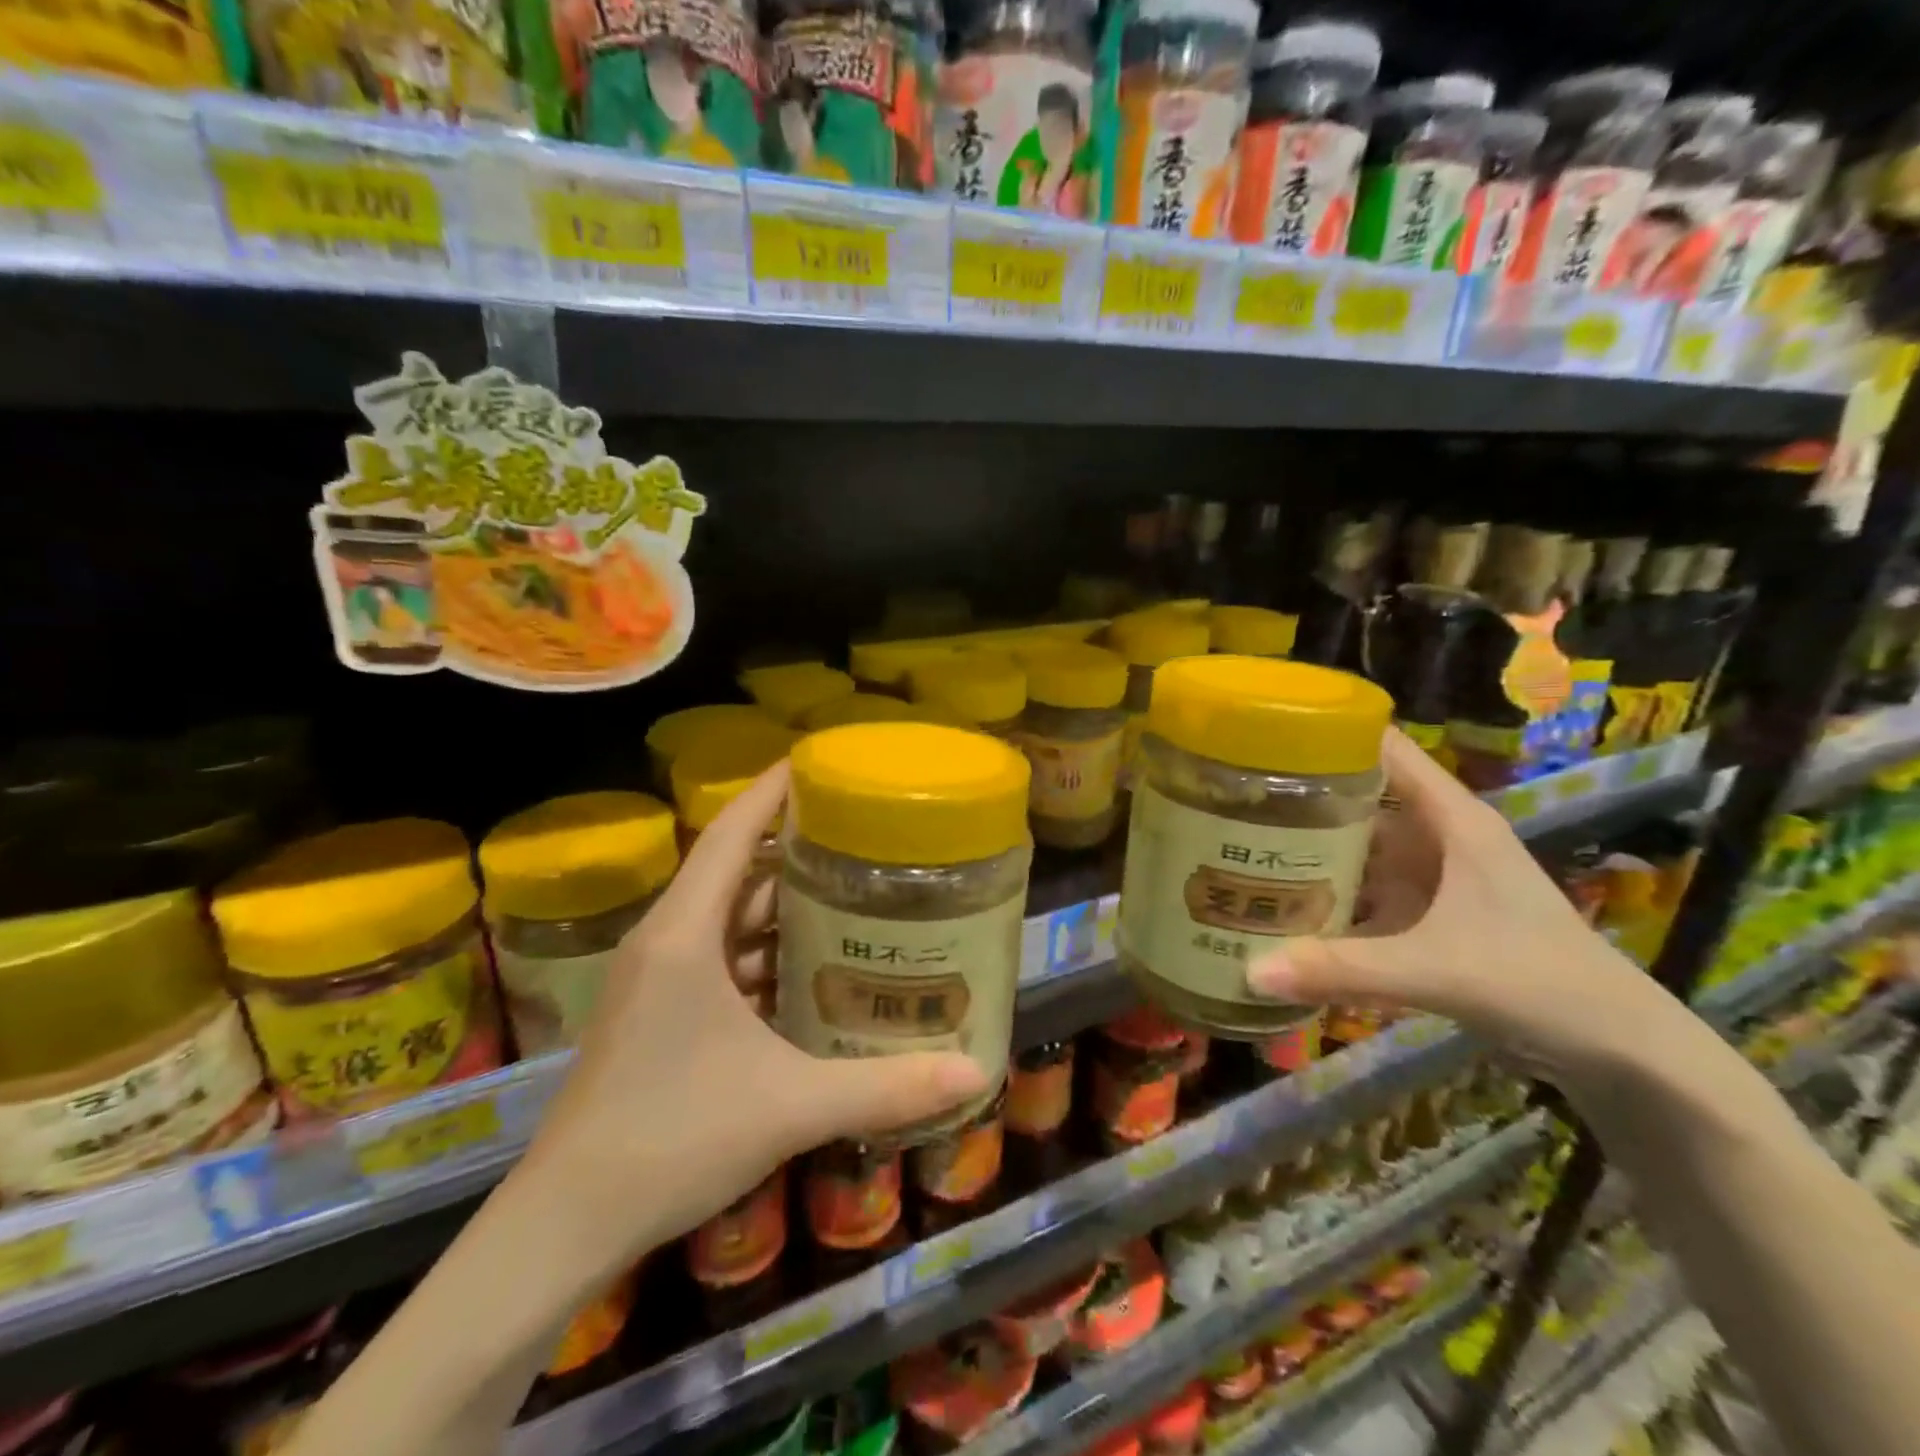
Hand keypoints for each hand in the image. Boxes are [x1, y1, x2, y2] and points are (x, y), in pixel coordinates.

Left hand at [513, 763, 986, 1275]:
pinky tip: (811, 966)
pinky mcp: (658, 1014)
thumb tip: (975, 1074)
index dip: (771, 789)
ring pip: (726, 918)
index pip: (729, 833)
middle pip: (733, 870)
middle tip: (860, 831)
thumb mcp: (790, 1106)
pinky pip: (719, 958)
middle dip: (792, 846)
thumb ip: (884, 1087)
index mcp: (684, 934)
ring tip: (849, 890)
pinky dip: (763, 951)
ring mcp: (657, 980)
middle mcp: (666, 942)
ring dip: (779, 903)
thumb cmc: (671, 1139)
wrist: (564, 1225)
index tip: (817, 759)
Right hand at [1247, 730, 1680, 1089]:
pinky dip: (1327, 892)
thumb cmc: (1539, 983)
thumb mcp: (1434, 970)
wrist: (1619, 1049)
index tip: (1259, 734)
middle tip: (1226, 797)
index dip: (1326, 731)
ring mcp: (1431, 875)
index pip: (1382, 749)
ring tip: (1237, 842)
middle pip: (1358, 795)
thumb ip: (1342, 968)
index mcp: (1450, 819)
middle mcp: (1436, 835)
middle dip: (1297, 795)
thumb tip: (1248, 972)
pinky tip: (1281, 904)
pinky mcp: (1427, 912)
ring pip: (1358, 844)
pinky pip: (1364, 888)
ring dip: (1307, 846)